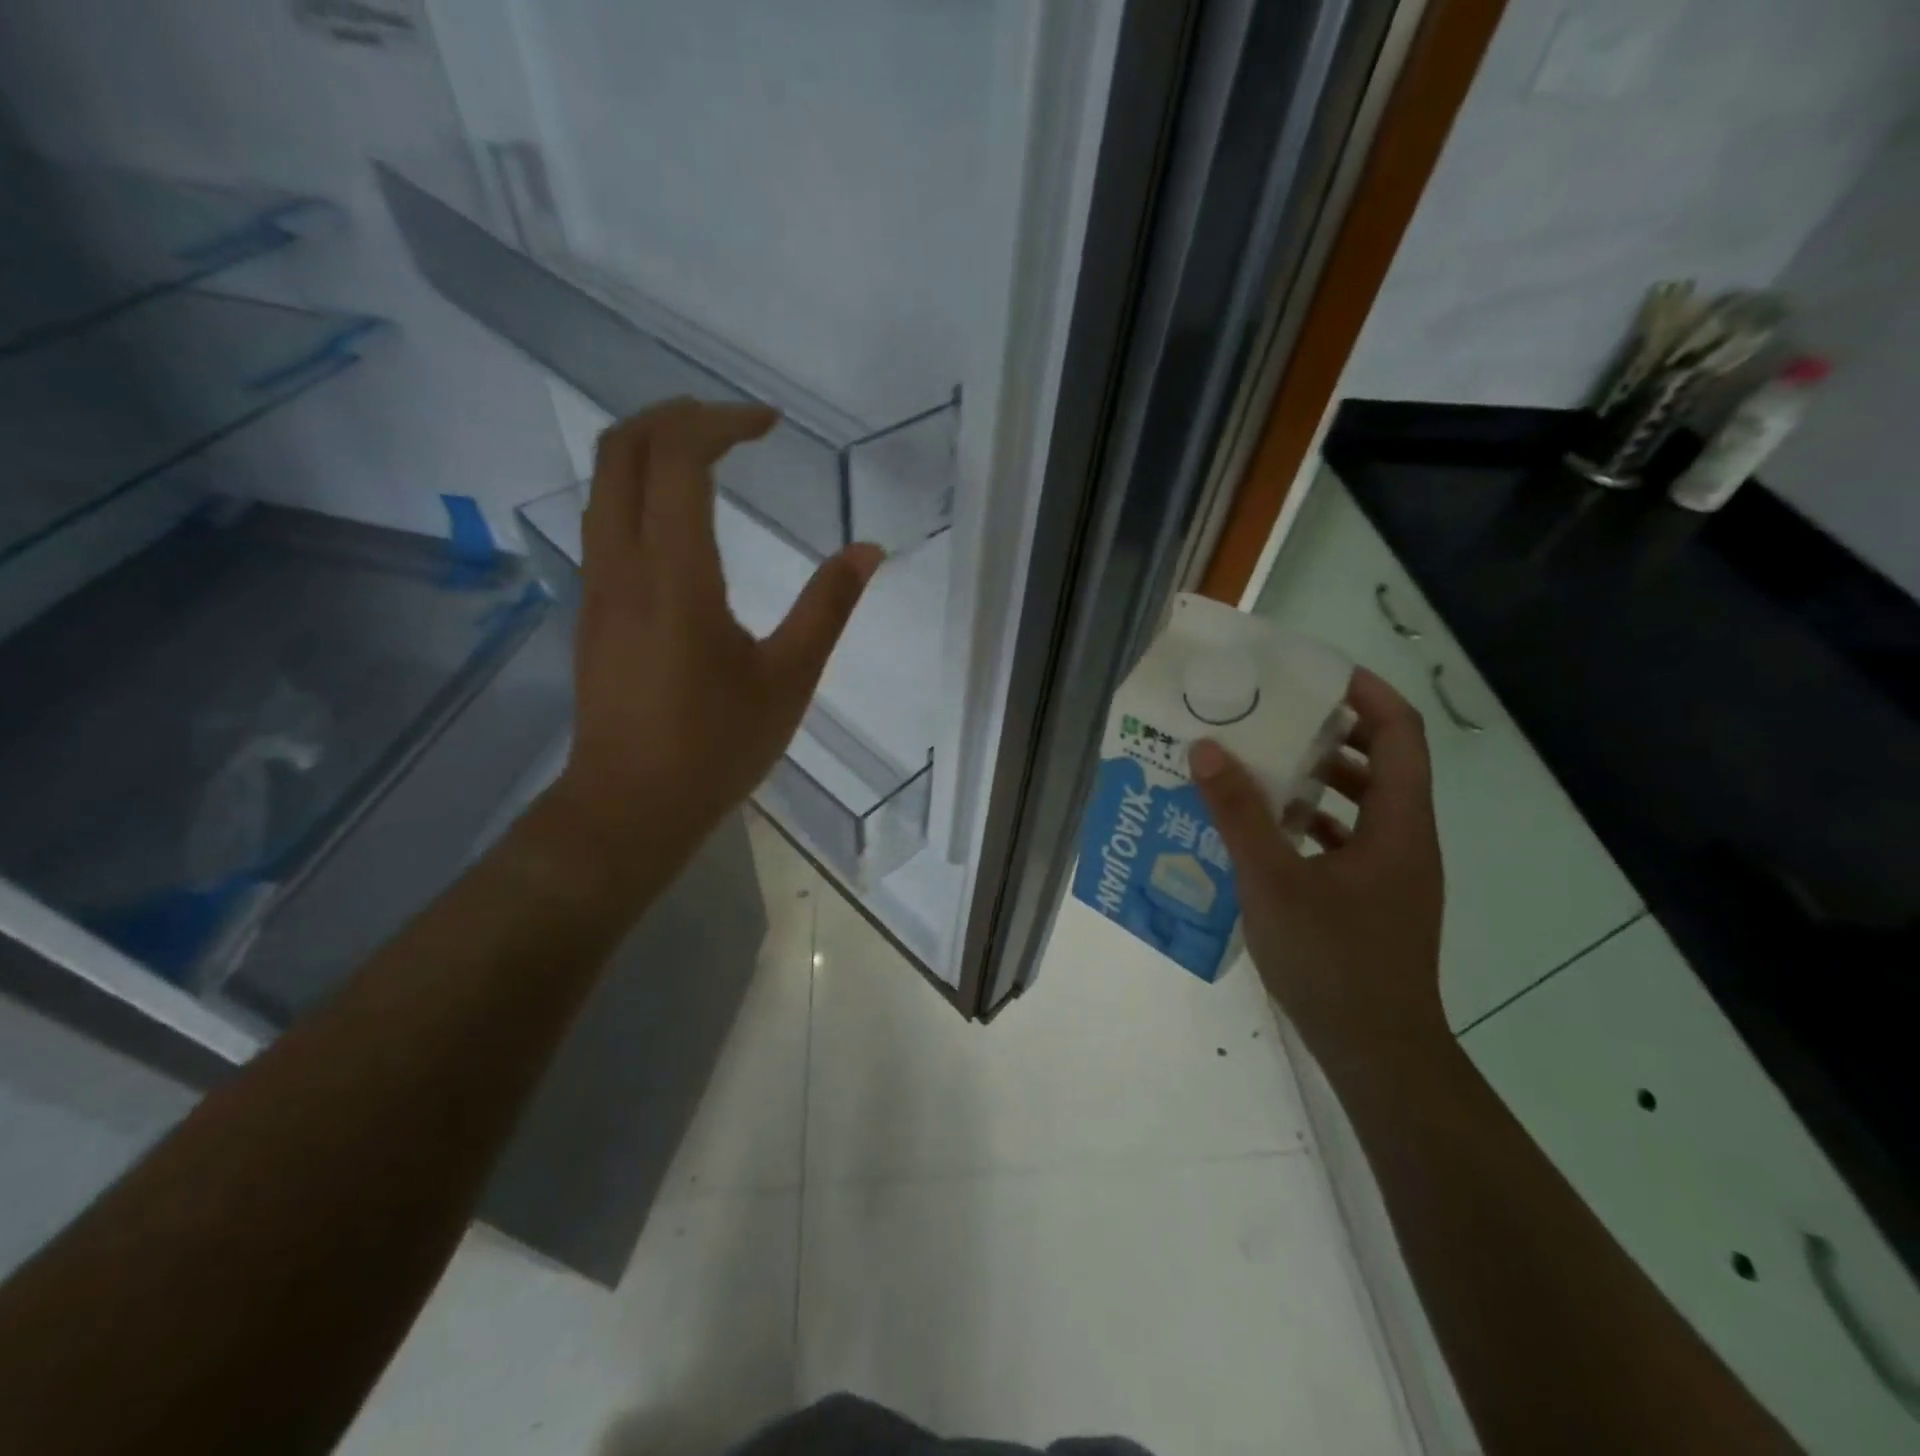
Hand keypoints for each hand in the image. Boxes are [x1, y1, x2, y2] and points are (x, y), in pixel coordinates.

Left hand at [547, 398, 882, 862]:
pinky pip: (605, 517)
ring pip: (604, 480)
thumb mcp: (788, 680)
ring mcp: (597, 584)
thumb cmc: (715, 746)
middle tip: (736, 424)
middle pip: (622, 448)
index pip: (677, 457)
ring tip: (712, 455)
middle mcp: (622, 564)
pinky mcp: (592, 606)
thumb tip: (868, 551)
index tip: (769, 424)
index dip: (720, 420)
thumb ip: (828, 608)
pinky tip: (684, 517)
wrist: (630, 805)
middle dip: (677, 414)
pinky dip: (641, 487)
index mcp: (675, 575)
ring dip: (653, 447)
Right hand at [1192, 668, 1446, 1076]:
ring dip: (1317, 780)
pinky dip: (1309, 824)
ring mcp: (1391, 874)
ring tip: (1259, 766)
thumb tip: (1207, 748)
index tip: (1315, 673)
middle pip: (1382, 764)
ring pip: (1362, 805)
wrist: (1376, 1052)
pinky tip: (1262, 832)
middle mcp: (1405, 841)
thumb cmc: (1333, 959)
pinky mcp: (1372, 901)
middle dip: (1331, 733)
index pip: (1400, 733)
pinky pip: (1344, 841)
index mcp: (1400, 825)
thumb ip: (1238, 813)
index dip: (1366, 694)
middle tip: (1273, 716)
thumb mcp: (1273, 880)